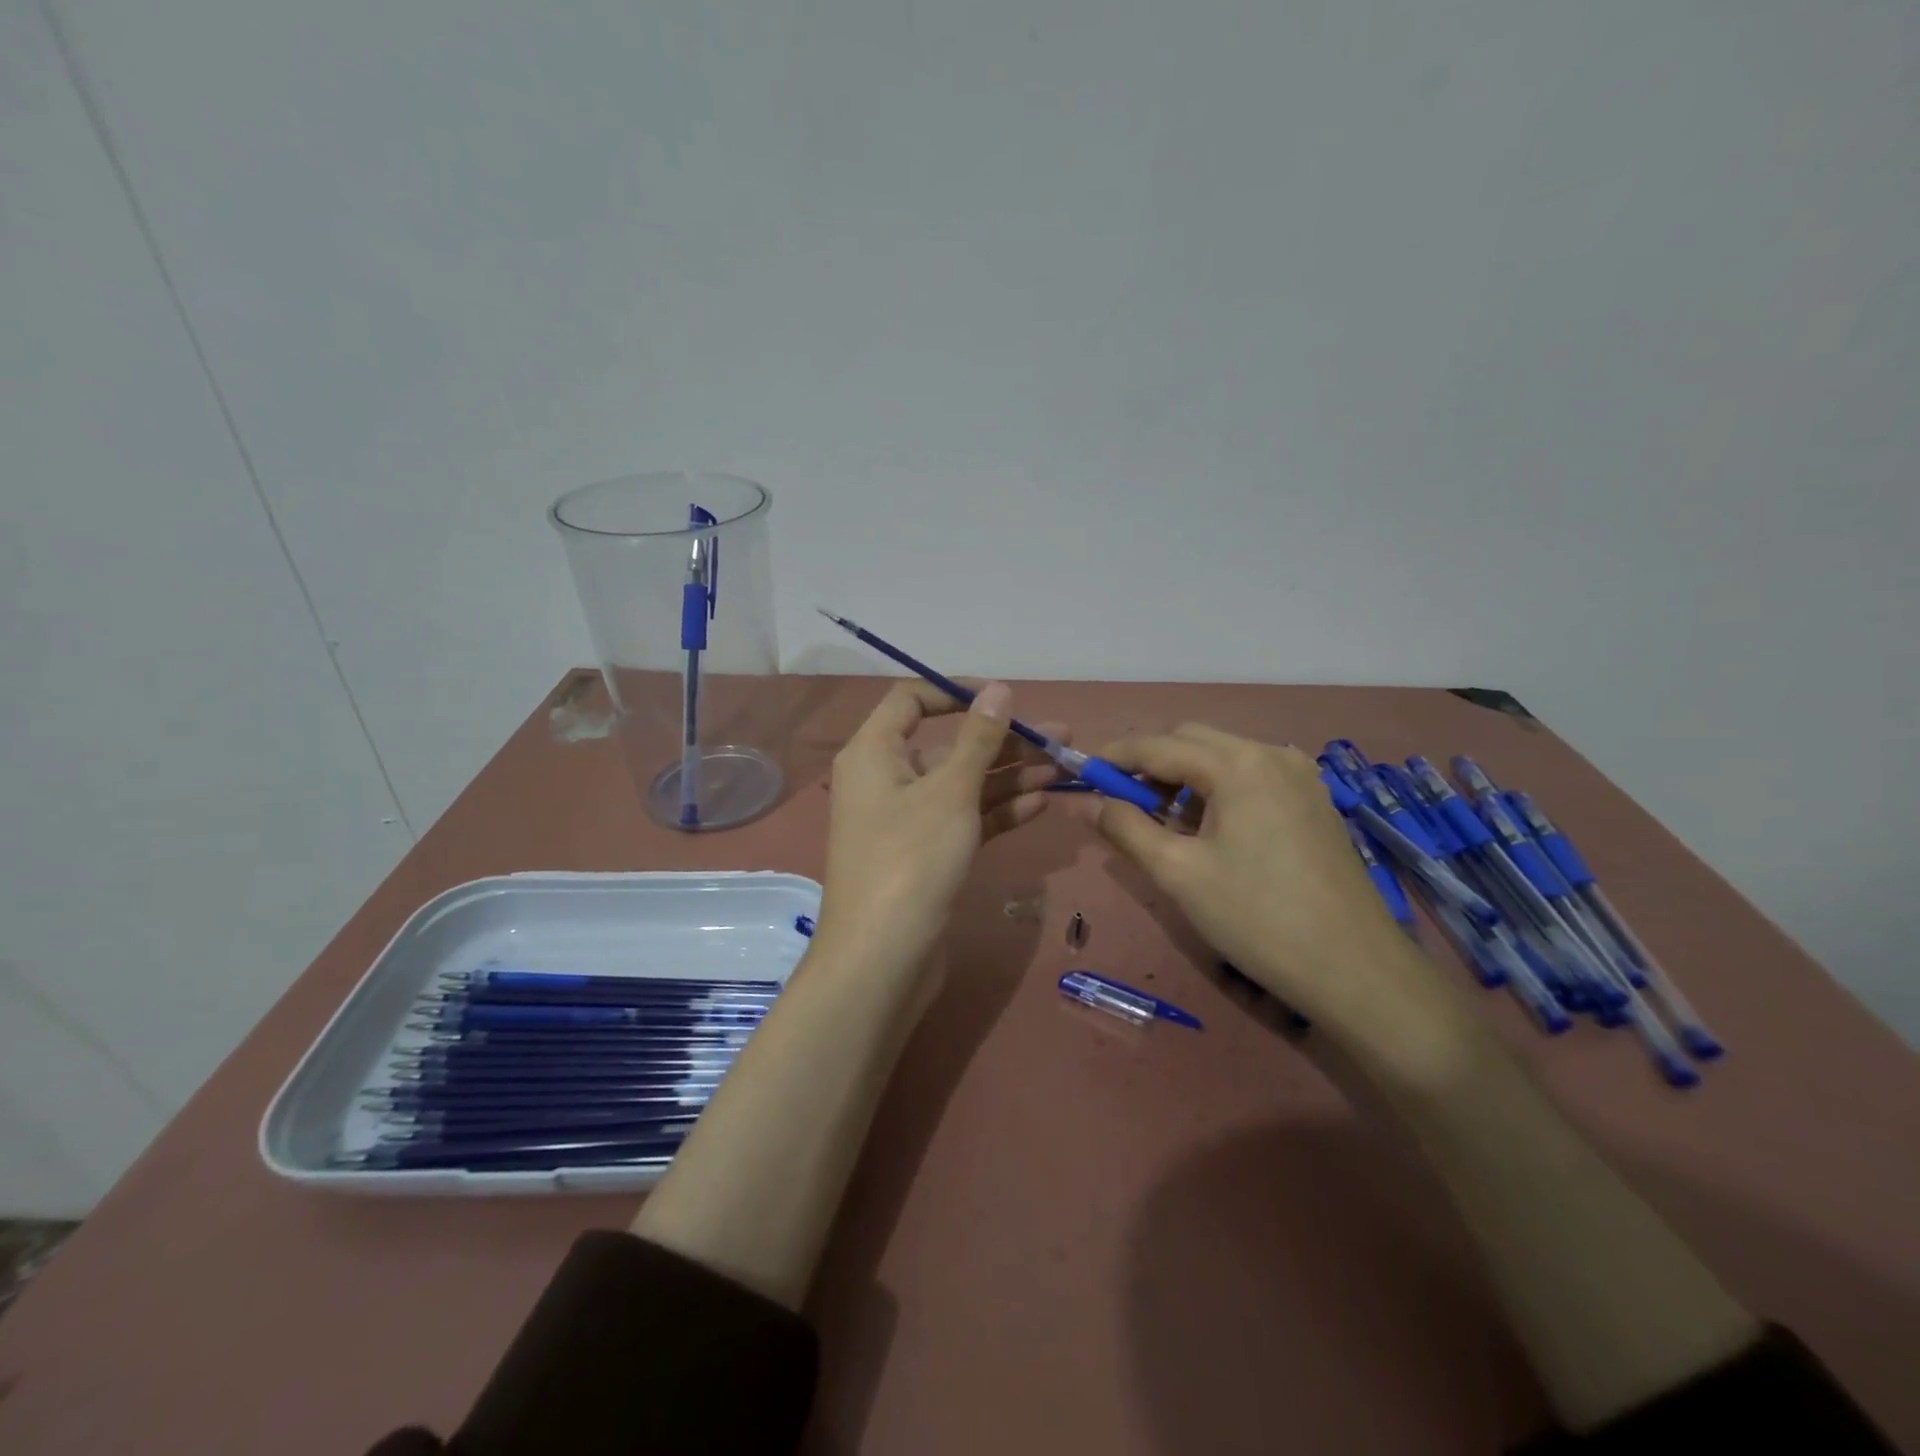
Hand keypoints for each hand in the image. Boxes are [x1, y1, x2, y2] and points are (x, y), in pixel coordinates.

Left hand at [812, 680, 1059, 986]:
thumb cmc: (911, 859)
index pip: (911, 701)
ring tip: (1063, 769)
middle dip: (1004, 742)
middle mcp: (886, 780)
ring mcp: (906, 821)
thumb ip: (978, 739)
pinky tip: (1041, 805)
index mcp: (874, 753)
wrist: (883, 959)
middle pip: (948, 746)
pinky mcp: (925, 856)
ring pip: (962, 786)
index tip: (1004, 699)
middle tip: (1061, 738)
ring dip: (1010, 777)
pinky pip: (965, 820)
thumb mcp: (950, 792)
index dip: (956, 693)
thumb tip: (998, 689)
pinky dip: (998, 812)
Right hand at [1079, 724, 1459, 1046]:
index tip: (1082, 776)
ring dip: (1184, 777)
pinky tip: (1211, 830)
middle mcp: (1271, 754)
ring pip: (1223, 757)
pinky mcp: (1314, 802)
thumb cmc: (1256, 918)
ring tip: (1165, 823)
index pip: (1157, 744)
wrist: (1355, 970)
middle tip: (1123, 804)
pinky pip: (1251, 776)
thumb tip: (1083, 801)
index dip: (1113, 757)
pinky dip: (1218, 789)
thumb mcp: (1178, 873)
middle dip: (1150, 764)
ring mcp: (1300, 776)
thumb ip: (1124, 827)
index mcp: (1237, 764)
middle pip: (1192, 741)